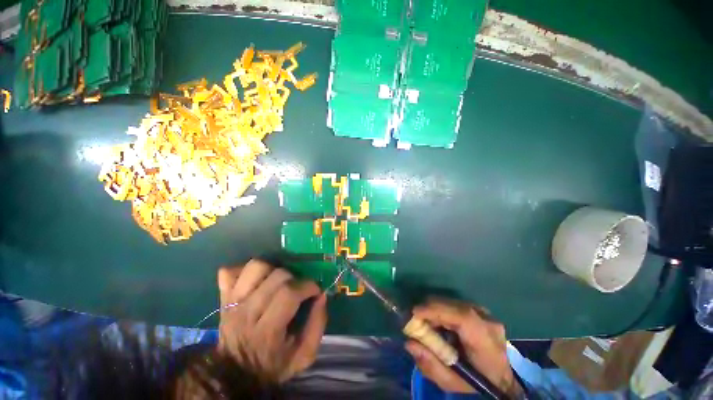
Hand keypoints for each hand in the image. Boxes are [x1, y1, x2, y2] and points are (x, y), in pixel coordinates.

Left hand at [216, 259, 327, 381]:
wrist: (236, 373)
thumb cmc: (273, 364)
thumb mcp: (304, 355)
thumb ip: (317, 325)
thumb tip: (322, 296)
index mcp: (267, 331)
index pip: (288, 294)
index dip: (307, 286)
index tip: (314, 291)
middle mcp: (247, 313)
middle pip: (275, 277)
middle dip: (295, 278)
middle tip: (298, 288)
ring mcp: (232, 302)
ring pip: (255, 267)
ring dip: (272, 269)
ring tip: (278, 280)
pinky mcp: (223, 297)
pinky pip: (229, 271)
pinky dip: (244, 269)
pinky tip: (256, 279)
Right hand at [405, 298, 520, 396]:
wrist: (502, 378)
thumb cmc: (477, 382)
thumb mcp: (452, 382)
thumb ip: (430, 365)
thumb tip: (410, 343)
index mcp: (485, 342)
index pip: (462, 318)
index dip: (437, 311)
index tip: (415, 313)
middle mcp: (487, 321)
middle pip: (453, 305)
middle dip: (430, 309)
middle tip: (416, 321)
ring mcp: (485, 313)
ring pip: (452, 302)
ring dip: (435, 309)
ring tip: (427, 323)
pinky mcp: (480, 310)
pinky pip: (455, 304)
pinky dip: (443, 310)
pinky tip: (439, 322)